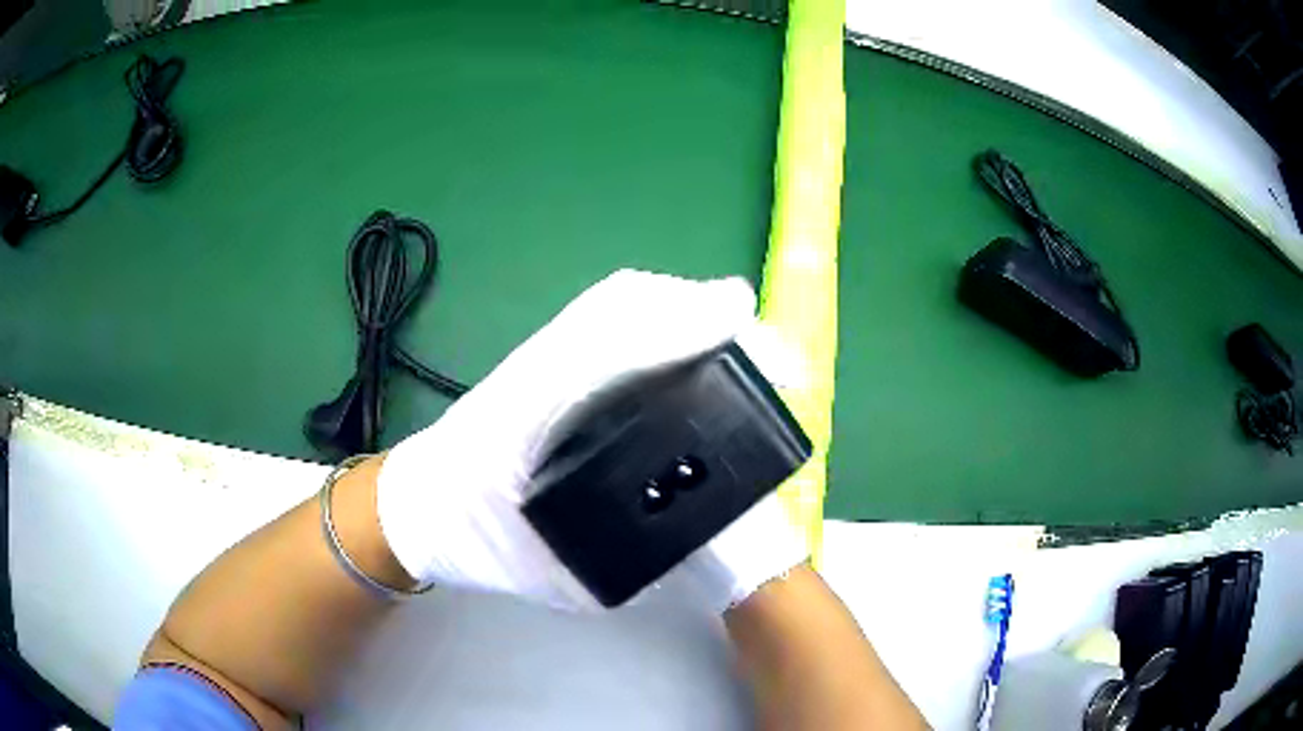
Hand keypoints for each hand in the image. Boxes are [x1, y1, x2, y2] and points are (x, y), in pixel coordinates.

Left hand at [376, 270, 807, 611]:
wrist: (415, 509)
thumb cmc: (473, 543)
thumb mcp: (541, 581)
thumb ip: (609, 575)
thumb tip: (684, 555)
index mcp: (531, 419)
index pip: (610, 349)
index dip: (679, 328)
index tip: (738, 325)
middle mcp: (537, 373)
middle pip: (618, 308)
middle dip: (693, 307)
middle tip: (753, 333)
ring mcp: (535, 358)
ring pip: (609, 305)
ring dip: (675, 304)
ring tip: (729, 325)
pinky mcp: (539, 360)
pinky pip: (599, 320)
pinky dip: (649, 314)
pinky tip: (680, 335)